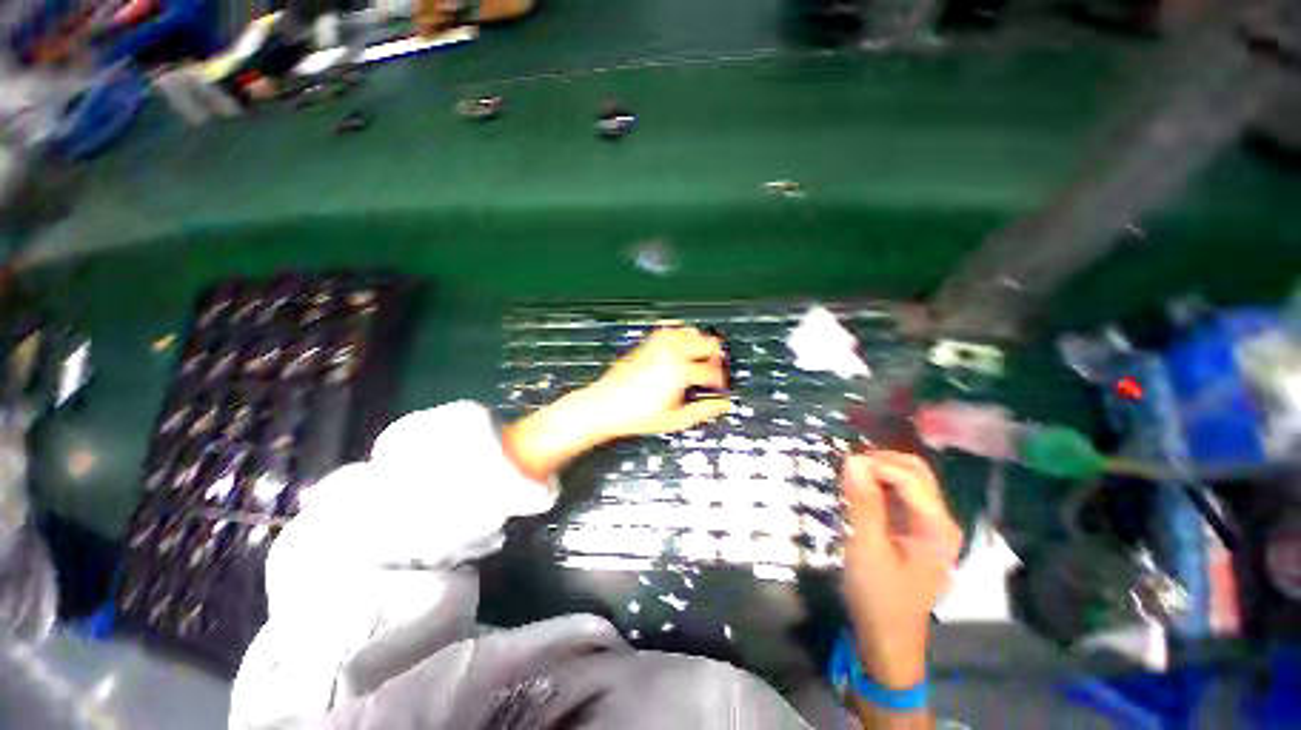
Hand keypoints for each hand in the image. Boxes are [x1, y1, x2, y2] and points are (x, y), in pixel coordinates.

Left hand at [577, 326, 731, 439]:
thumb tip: (722, 405)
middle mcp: (671, 352)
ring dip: (701, 344)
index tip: (719, 389)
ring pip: (691, 331)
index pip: (713, 370)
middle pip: (708, 342)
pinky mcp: (648, 342)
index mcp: (681, 371)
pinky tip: (680, 349)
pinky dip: (681, 335)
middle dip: (716, 358)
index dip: (721, 381)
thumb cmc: (634, 414)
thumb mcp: (675, 420)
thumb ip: (703, 411)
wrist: (604, 405)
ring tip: (699, 360)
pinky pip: (671, 329)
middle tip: (713, 373)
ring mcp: (658, 344)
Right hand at [841, 452, 961, 691]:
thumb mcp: (866, 549)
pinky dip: (878, 484)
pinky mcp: (915, 529)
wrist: (888, 638)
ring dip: (878, 470)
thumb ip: (862, 503)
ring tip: (848, 475)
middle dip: (881, 461)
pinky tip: (858, 489)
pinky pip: (899, 494)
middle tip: (846, 465)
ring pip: (907, 480)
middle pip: (915, 472)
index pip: (910, 477)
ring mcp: (930, 524)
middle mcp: (941, 520)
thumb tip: (852, 460)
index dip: (877, 464)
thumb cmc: (879, 597)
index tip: (843, 464)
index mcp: (938, 527)